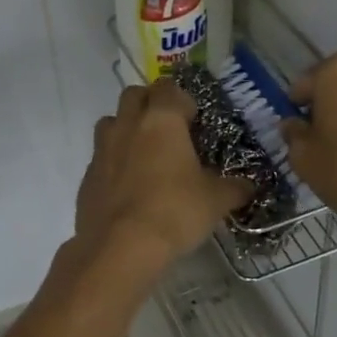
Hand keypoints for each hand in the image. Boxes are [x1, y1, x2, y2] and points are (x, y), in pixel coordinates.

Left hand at [76, 81, 251, 265]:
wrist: (120, 248)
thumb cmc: (174, 211)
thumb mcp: (215, 201)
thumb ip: (234, 188)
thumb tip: (249, 187)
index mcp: (161, 120)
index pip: (169, 88)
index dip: (182, 99)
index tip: (194, 120)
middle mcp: (128, 125)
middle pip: (134, 95)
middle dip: (150, 103)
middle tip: (169, 129)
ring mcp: (102, 150)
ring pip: (111, 121)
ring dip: (126, 128)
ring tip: (145, 154)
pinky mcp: (87, 177)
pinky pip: (100, 157)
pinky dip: (114, 162)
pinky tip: (129, 187)